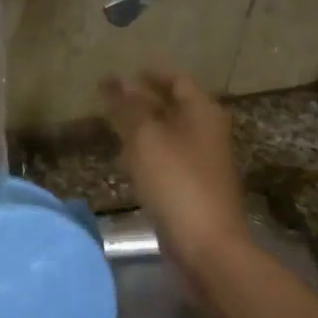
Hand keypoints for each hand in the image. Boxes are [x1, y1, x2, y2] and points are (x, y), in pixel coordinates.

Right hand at [99, 66, 251, 268]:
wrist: (206, 244)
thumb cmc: (176, 183)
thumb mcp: (146, 138)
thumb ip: (128, 108)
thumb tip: (111, 80)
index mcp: (203, 112)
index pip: (177, 79)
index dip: (151, 73)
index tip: (124, 72)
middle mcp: (207, 132)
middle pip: (175, 106)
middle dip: (144, 99)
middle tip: (110, 97)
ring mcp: (203, 163)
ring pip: (170, 134)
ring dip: (145, 127)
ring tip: (112, 124)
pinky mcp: (194, 189)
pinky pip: (168, 160)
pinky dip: (149, 152)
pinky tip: (128, 160)